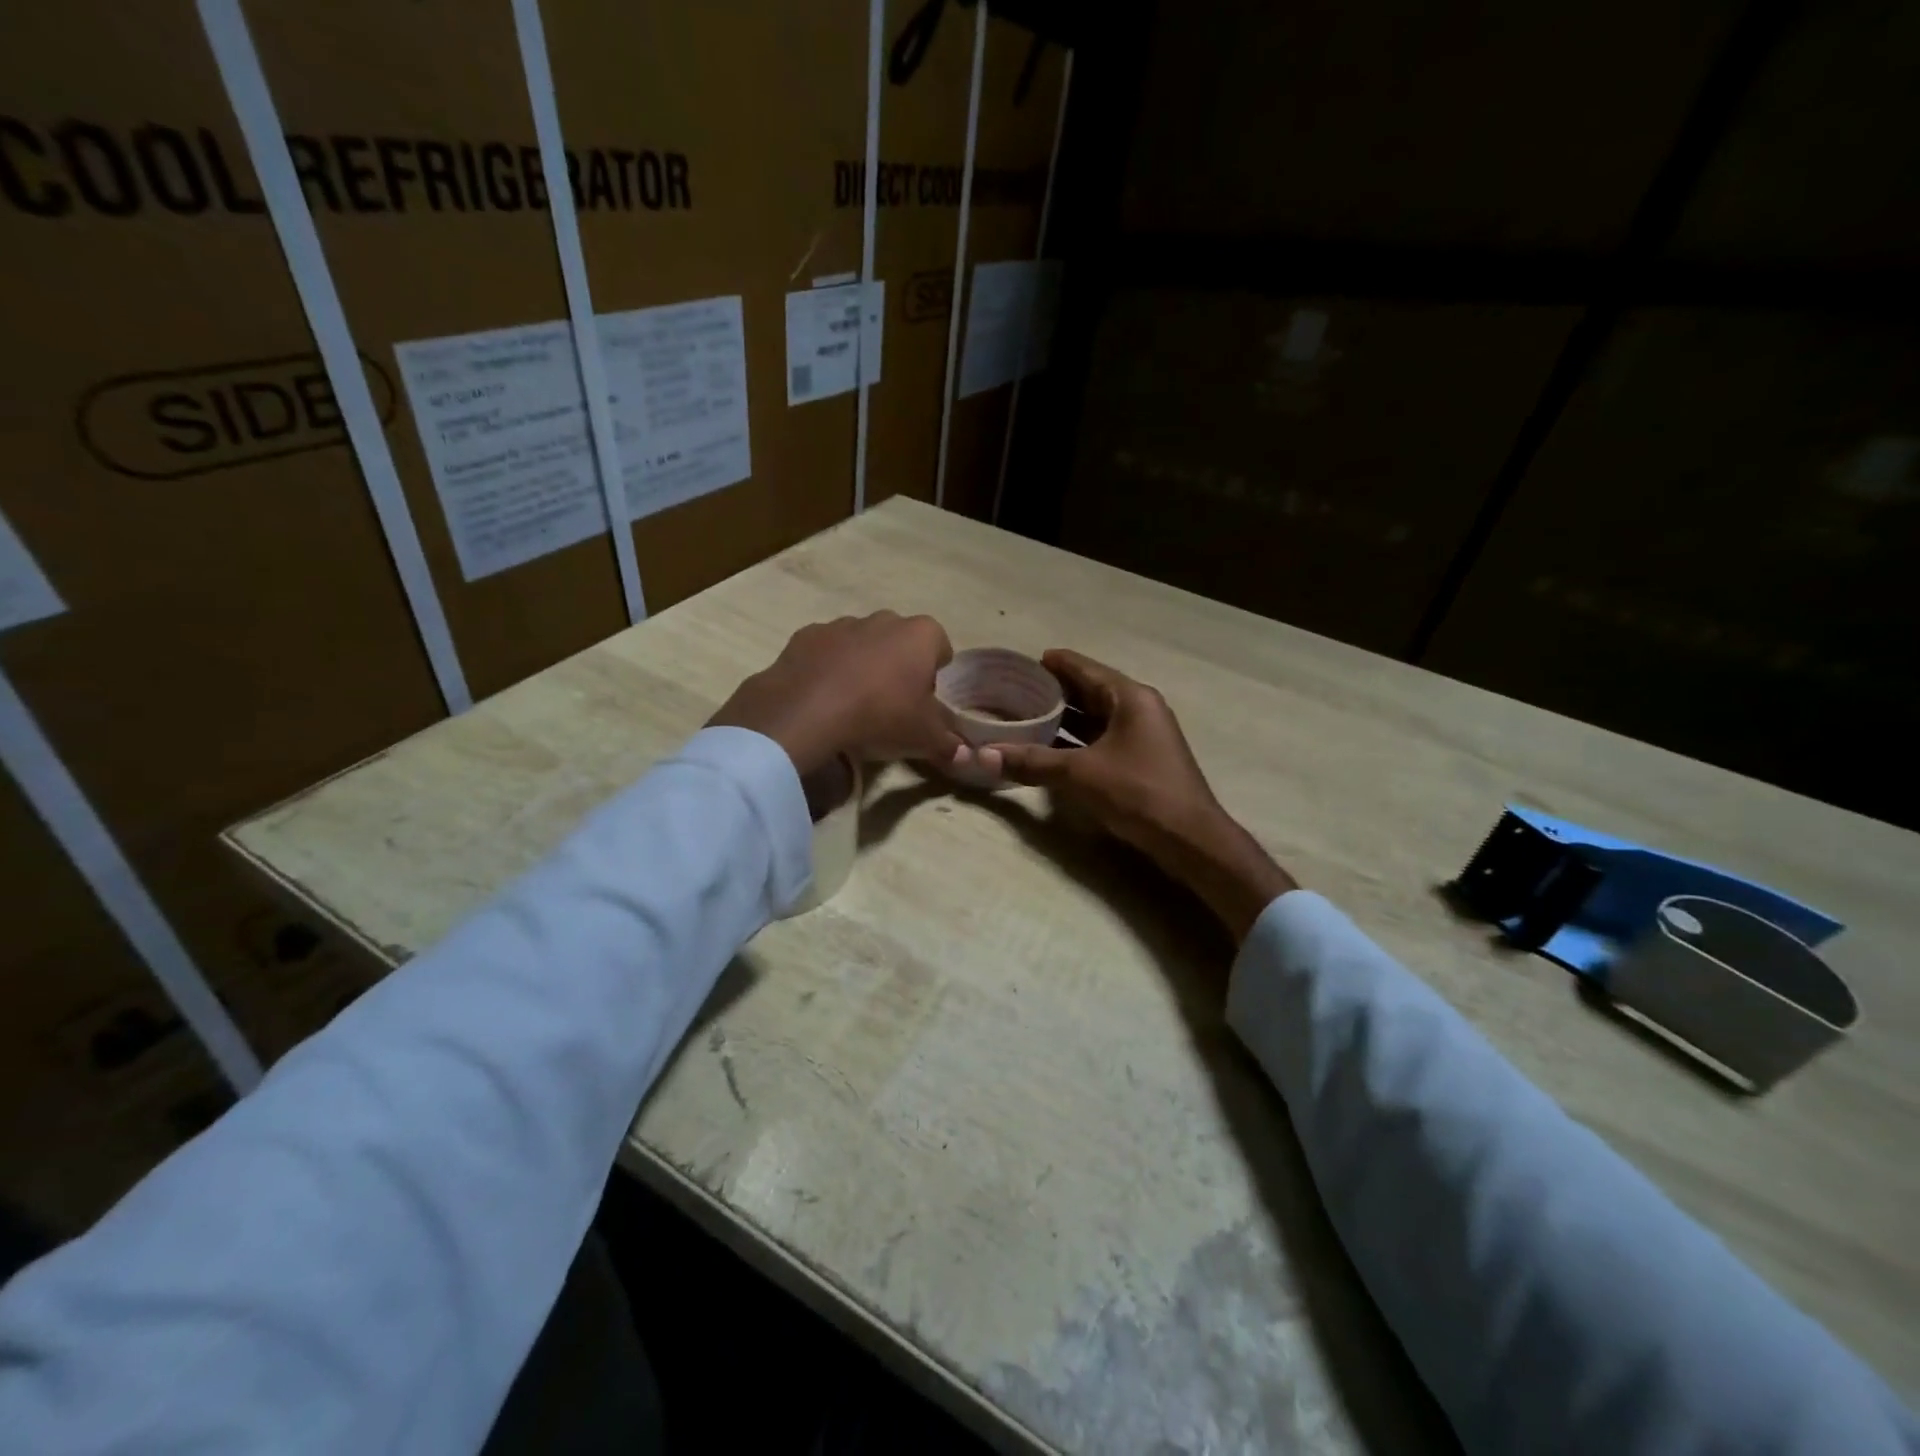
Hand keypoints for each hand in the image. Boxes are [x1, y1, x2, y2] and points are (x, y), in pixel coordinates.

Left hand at [709, 613, 963, 776]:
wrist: (806, 712)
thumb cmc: (880, 716)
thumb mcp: (924, 738)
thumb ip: (947, 742)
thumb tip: (962, 753)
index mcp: (920, 635)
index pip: (940, 646)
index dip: (936, 674)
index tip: (926, 700)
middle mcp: (883, 619)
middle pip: (900, 640)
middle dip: (899, 665)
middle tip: (892, 704)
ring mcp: (841, 624)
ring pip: (861, 643)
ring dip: (862, 665)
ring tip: (853, 703)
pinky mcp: (805, 636)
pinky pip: (826, 651)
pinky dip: (828, 668)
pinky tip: (823, 697)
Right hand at [980, 650, 1295, 940]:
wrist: (1190, 839)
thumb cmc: (1138, 792)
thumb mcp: (1080, 774)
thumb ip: (1032, 762)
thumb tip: (982, 755)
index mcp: (1130, 697)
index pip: (1085, 668)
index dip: (1052, 663)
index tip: (1020, 662)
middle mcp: (1139, 708)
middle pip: (1089, 691)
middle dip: (1052, 692)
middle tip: (1013, 691)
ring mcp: (1142, 735)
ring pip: (1095, 718)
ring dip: (1063, 719)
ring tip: (1023, 717)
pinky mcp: (1141, 760)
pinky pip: (1101, 740)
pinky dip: (1076, 741)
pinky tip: (1049, 749)